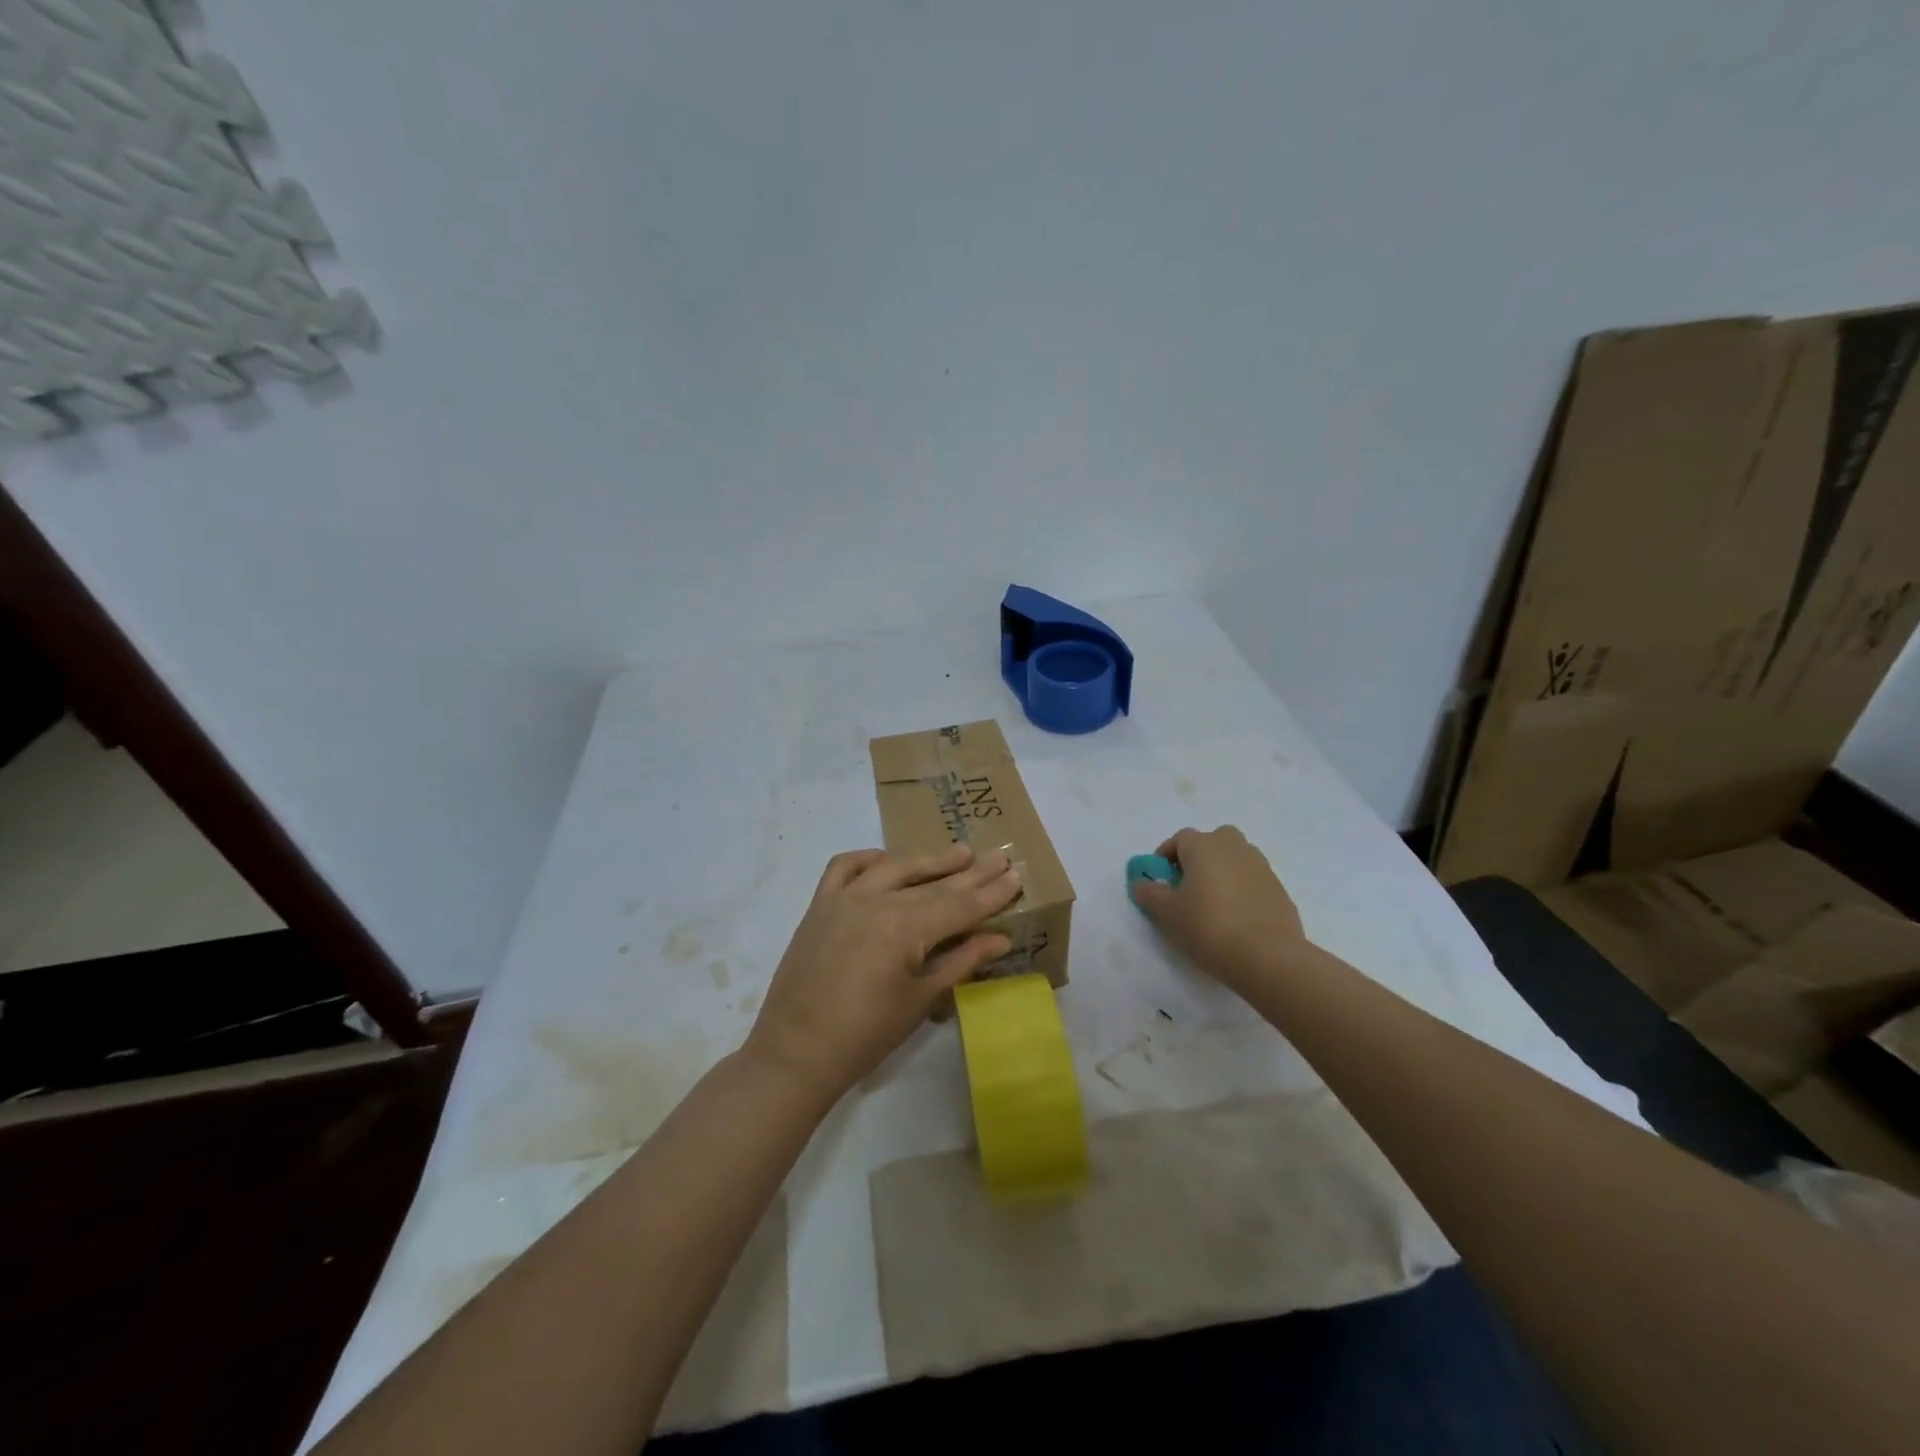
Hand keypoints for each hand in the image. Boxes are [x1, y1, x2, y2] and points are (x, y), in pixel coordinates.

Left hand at [744, 843, 1021, 1103]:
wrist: (796, 1053)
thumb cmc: (866, 1035)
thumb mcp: (921, 1000)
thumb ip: (961, 961)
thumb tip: (1001, 938)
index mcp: (905, 928)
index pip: (960, 905)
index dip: (991, 892)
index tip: (1016, 875)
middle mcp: (877, 901)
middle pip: (934, 884)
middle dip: (971, 872)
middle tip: (999, 856)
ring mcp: (844, 898)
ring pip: (895, 867)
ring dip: (929, 860)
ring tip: (960, 852)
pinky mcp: (820, 904)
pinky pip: (845, 867)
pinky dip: (869, 859)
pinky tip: (888, 862)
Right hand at [1130, 825, 1309, 995]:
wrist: (1268, 956)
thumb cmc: (1208, 926)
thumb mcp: (1166, 913)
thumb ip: (1149, 893)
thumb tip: (1142, 883)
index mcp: (1204, 845)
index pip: (1179, 839)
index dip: (1166, 857)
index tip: (1160, 881)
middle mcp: (1234, 847)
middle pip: (1212, 842)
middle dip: (1198, 859)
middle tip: (1188, 888)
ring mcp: (1261, 866)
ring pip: (1235, 860)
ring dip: (1222, 873)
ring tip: (1213, 904)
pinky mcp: (1279, 889)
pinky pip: (1252, 881)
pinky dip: (1242, 891)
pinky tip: (1236, 919)